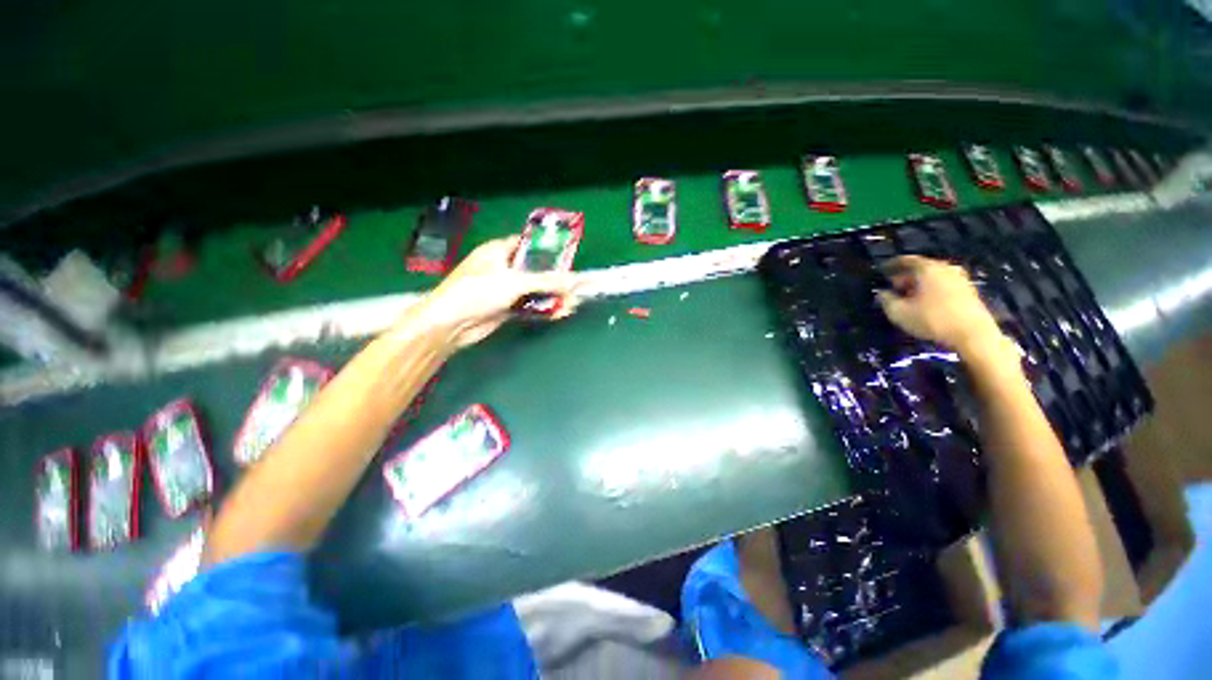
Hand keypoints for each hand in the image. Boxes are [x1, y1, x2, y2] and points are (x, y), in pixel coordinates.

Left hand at [406, 237, 580, 348]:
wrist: (450, 325)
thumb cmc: (477, 292)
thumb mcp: (513, 282)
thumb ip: (545, 281)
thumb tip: (573, 280)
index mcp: (498, 251)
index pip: (527, 245)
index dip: (547, 251)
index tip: (567, 259)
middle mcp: (502, 268)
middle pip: (535, 271)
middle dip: (555, 280)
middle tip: (574, 289)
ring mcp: (504, 289)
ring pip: (534, 290)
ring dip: (552, 297)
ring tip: (571, 305)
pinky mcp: (506, 308)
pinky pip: (530, 305)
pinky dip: (543, 309)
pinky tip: (559, 313)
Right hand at [875, 255, 1003, 356]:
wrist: (973, 334)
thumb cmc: (932, 319)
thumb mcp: (899, 312)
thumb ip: (886, 300)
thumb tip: (882, 293)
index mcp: (927, 269)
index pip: (906, 260)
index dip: (892, 265)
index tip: (882, 271)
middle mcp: (945, 268)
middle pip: (921, 268)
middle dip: (906, 277)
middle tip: (894, 288)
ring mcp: (960, 279)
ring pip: (934, 277)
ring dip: (920, 285)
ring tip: (910, 298)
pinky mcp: (969, 291)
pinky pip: (944, 285)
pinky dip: (933, 290)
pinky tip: (927, 304)